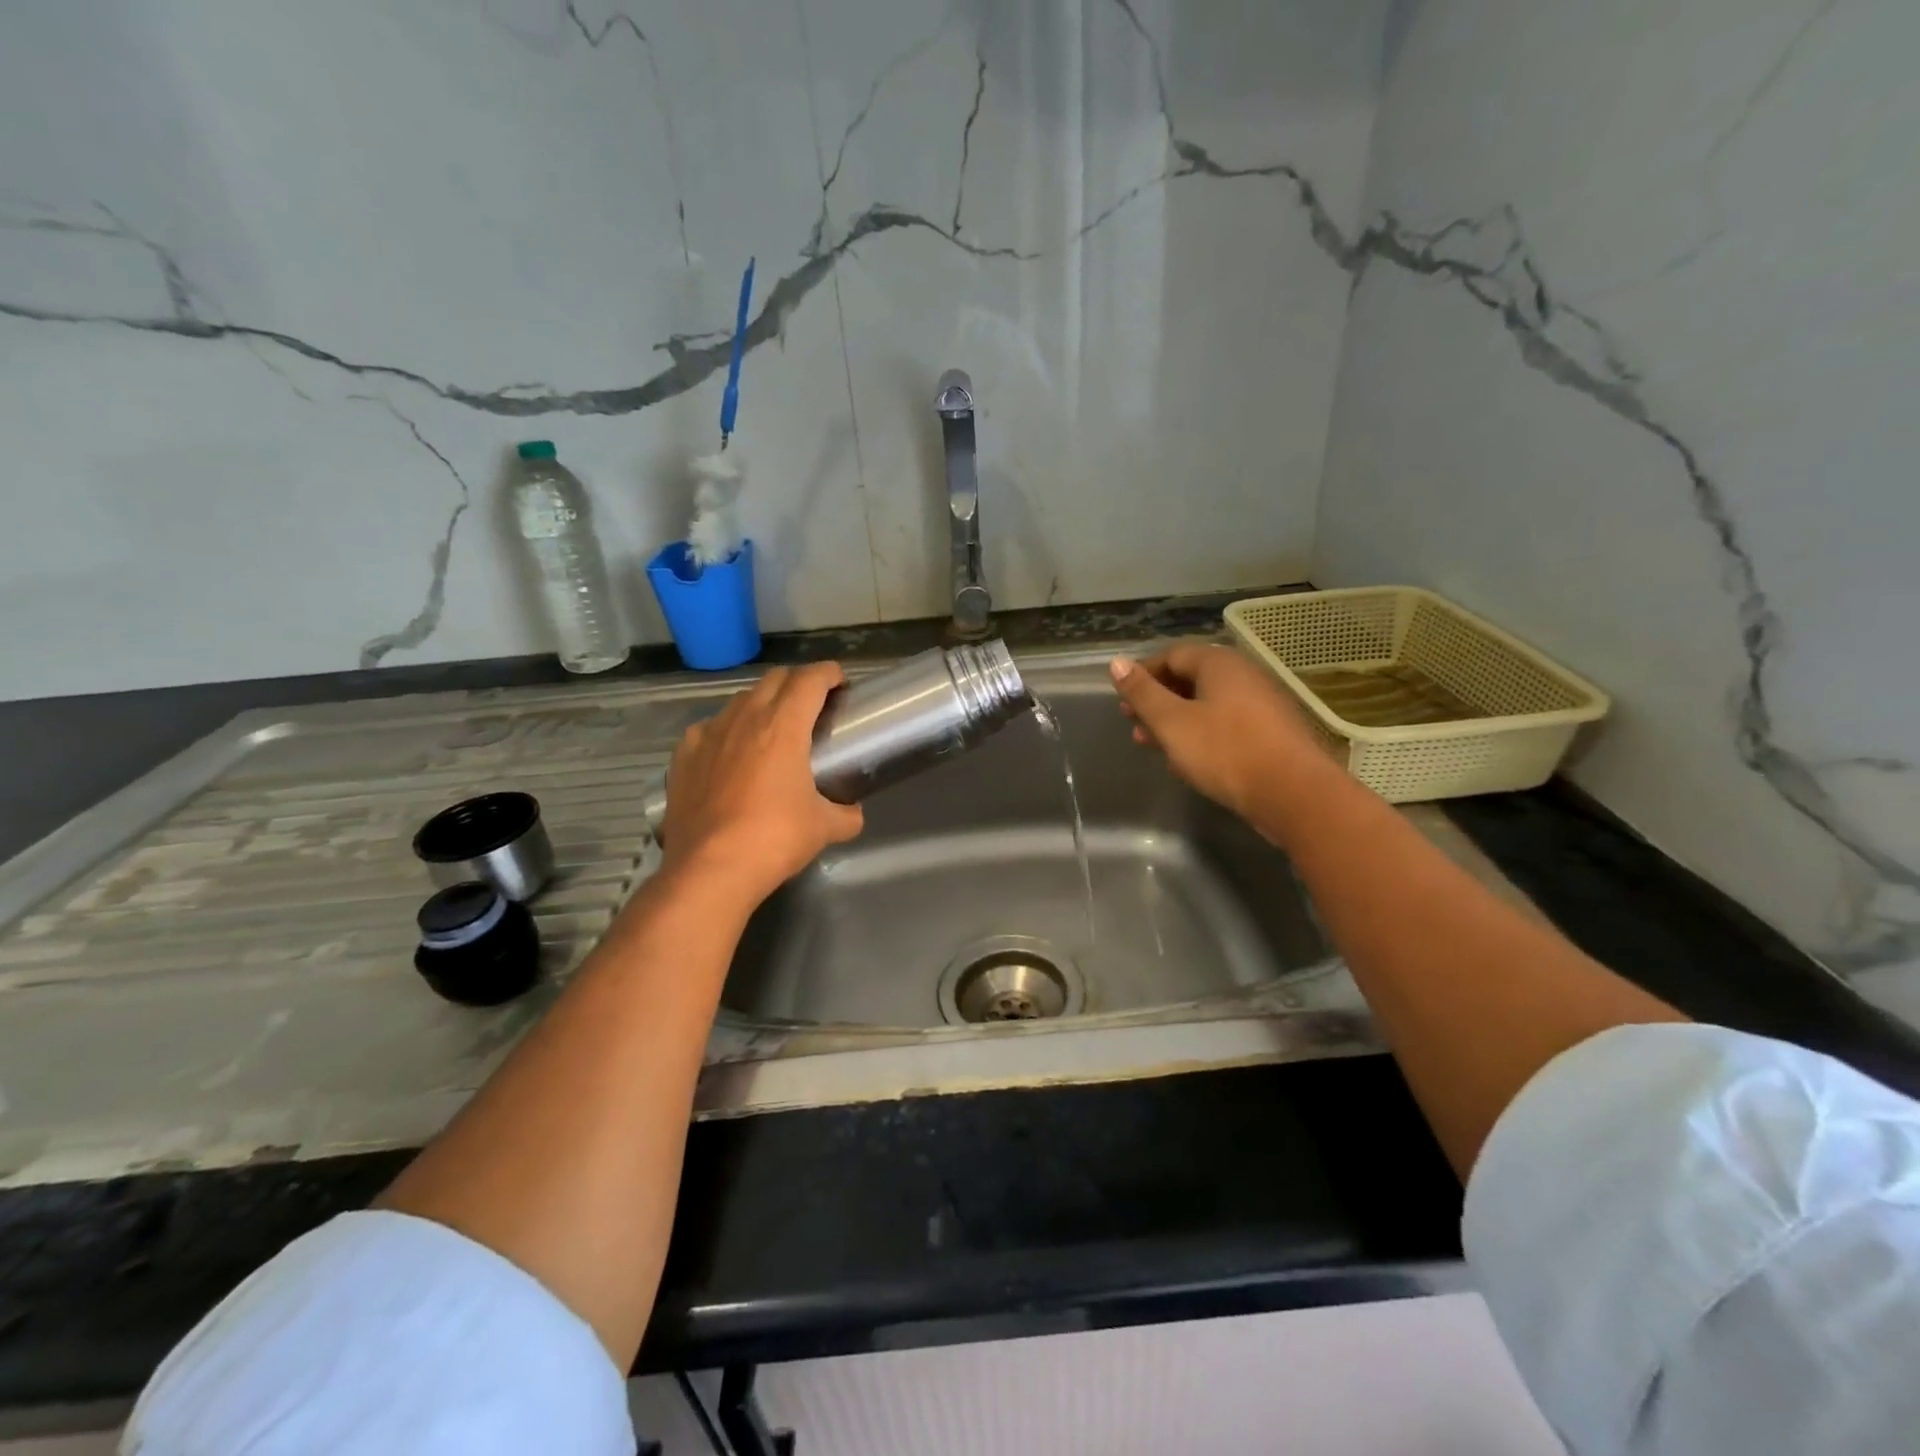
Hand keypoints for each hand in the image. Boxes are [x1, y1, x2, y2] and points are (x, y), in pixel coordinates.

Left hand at [659, 662, 863, 910]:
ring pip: (740, 701)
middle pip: (774, 679)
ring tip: (772, 728)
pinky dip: (727, 731)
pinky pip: (710, 728)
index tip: (840, 681)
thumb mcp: (824, 828)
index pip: (810, 680)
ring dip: (762, 703)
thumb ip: (845, 814)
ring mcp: (708, 734)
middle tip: (812, 703)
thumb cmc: (775, 838)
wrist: (709, 870)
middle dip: (798, 682)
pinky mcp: (683, 756)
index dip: (829, 673)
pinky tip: (730, 754)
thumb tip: (853, 814)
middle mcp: (744, 718)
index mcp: (783, 726)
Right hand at [1109, 644, 1335, 828]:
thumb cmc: (1225, 752)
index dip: (1143, 674)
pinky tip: (1186, 762)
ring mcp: (1262, 705)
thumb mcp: (1172, 722)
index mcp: (1220, 664)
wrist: (1294, 794)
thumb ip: (1143, 693)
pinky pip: (1226, 725)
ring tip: (1151, 745)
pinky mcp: (1271, 733)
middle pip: (1191, 679)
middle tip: (1133, 723)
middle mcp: (1244, 675)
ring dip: (1176, 722)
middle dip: (1157, 701)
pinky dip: (1200, 735)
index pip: (1173, 654)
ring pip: (1207, 705)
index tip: (1123, 699)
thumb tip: (1117, 662)